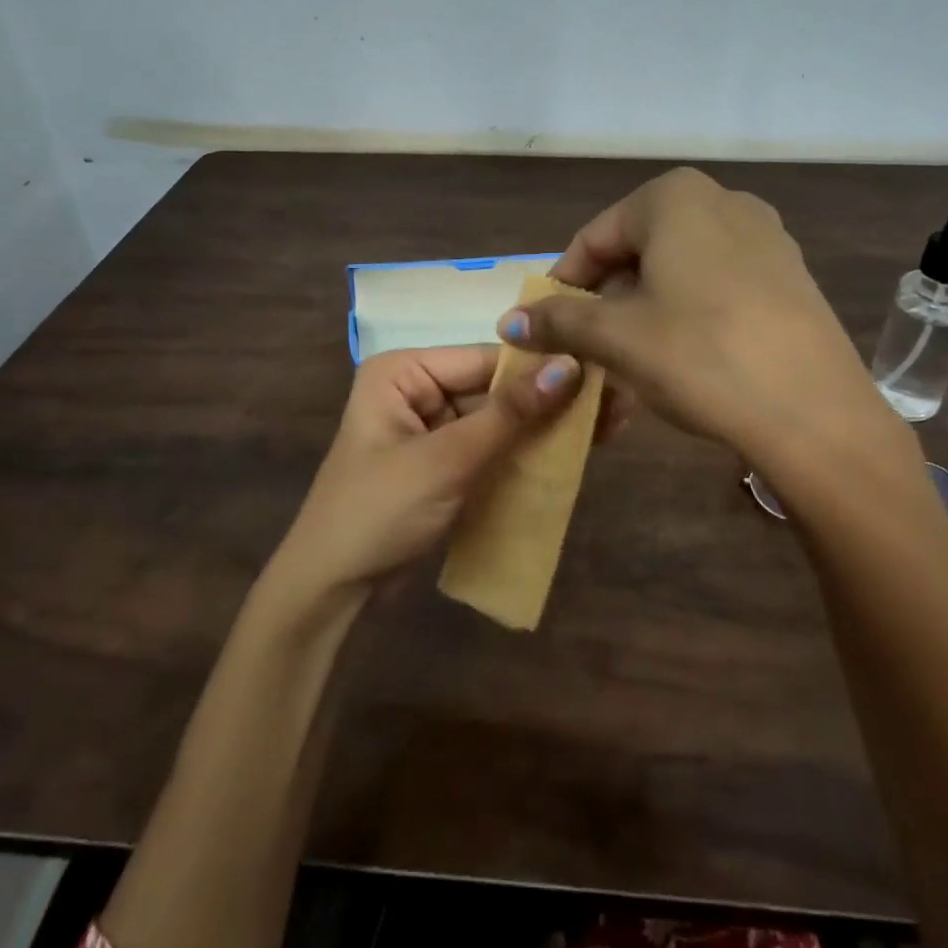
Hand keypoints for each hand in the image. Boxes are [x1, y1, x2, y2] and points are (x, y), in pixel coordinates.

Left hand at [267, 346, 626, 604]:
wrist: (331, 589)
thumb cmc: (379, 511)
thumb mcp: (447, 459)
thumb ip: (510, 414)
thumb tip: (572, 365)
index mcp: (404, 371)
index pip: (486, 358)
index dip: (542, 366)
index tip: (603, 374)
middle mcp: (419, 390)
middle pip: (496, 388)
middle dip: (551, 399)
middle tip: (616, 404)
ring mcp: (433, 429)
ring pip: (500, 420)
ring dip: (545, 427)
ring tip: (609, 427)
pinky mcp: (445, 464)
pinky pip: (492, 448)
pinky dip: (526, 452)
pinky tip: (572, 452)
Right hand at [498, 168, 896, 462]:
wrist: (813, 411)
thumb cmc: (699, 355)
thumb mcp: (616, 337)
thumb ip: (558, 320)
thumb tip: (508, 322)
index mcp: (674, 197)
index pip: (595, 238)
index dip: (564, 284)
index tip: (546, 327)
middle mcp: (723, 201)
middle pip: (637, 251)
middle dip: (606, 301)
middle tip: (587, 349)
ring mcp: (765, 236)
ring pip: (677, 270)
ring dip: (643, 311)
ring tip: (629, 359)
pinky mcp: (789, 274)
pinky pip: (717, 285)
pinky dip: (686, 314)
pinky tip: (681, 357)